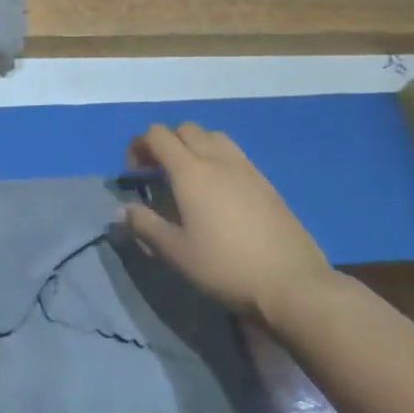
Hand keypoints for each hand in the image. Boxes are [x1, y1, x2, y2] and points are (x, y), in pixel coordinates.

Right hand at [124, 123, 332, 326]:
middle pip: (185, 129)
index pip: (158, 135)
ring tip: (190, 177)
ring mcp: (246, 168)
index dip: (139, 145)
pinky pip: (234, 154)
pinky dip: (217, 158)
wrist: (292, 283)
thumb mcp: (176, 253)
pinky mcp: (266, 183)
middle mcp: (218, 159)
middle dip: (166, 142)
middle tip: (159, 172)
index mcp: (191, 171)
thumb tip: (122, 210)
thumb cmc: (225, 267)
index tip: (134, 171)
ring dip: (194, 146)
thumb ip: (145, 226)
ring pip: (213, 137)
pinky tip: (220, 192)